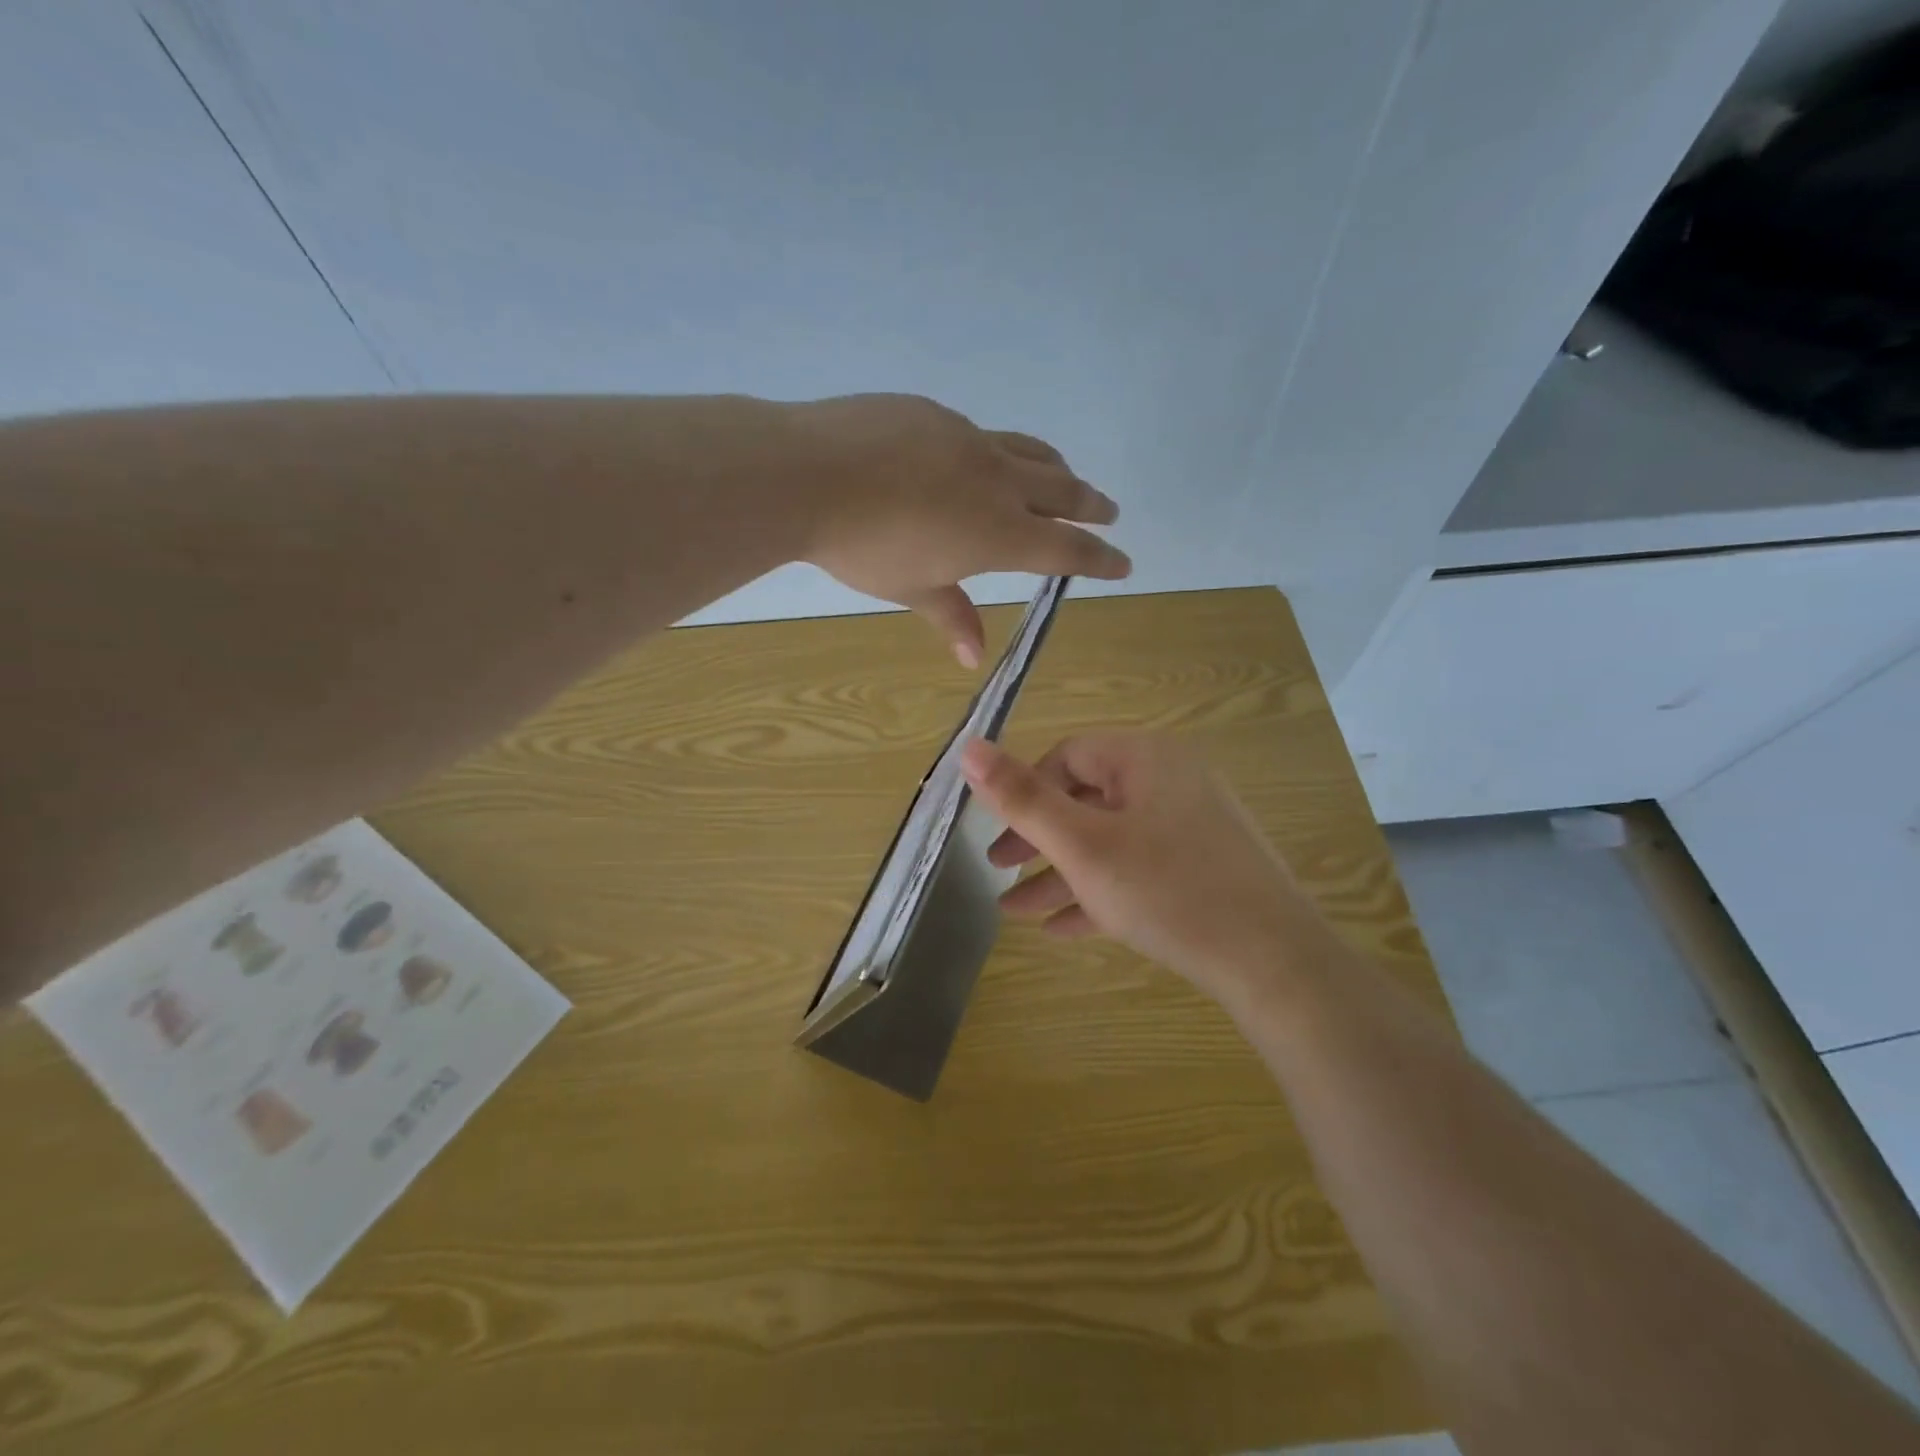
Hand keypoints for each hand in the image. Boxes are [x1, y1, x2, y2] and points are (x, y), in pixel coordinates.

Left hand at [792, 394, 1129, 666]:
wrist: (807, 474)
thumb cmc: (862, 546)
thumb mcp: (910, 587)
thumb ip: (950, 614)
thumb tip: (973, 657)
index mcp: (998, 532)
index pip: (1066, 549)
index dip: (1099, 559)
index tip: (1124, 563)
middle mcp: (996, 481)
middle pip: (1061, 491)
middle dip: (1090, 505)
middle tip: (1110, 512)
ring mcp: (967, 439)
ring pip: (1028, 452)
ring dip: (1055, 469)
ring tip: (1064, 478)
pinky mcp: (936, 414)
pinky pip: (982, 434)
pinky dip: (999, 452)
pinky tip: (981, 459)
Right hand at [959, 733, 1334, 1009]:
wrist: (1275, 963)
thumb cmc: (1168, 891)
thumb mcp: (1083, 846)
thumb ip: (1023, 798)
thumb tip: (969, 747)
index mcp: (1146, 759)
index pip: (1068, 755)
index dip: (1027, 792)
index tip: (1001, 835)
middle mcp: (1172, 781)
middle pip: (1086, 800)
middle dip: (1037, 840)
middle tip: (1000, 872)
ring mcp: (1192, 827)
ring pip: (1109, 842)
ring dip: (1061, 874)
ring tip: (1015, 912)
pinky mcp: (1204, 869)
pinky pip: (1139, 870)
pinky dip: (1100, 892)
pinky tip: (1062, 929)